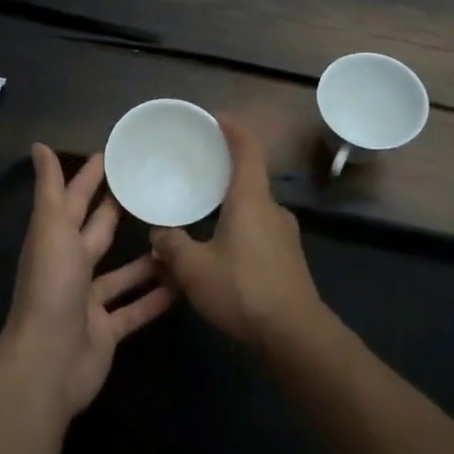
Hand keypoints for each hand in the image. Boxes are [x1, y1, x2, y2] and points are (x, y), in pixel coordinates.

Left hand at [0, 144, 175, 417]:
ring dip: (146, 258)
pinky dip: (155, 298)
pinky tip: (182, 284)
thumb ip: (50, 189)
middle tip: (152, 188)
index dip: (90, 177)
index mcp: (55, 240)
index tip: (114, 155)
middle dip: (118, 211)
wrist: (49, 360)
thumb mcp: (51, 228)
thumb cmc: (51, 287)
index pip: (75, 199)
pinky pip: (135, 309)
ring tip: (178, 235)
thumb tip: (38, 145)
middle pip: (98, 232)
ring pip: (122, 273)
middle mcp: (70, 266)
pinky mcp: (106, 330)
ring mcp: (88, 301)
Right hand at [149, 116, 328, 350]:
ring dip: (228, 208)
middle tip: (196, 171)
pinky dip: (237, 229)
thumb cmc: (243, 290)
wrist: (295, 335)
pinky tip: (218, 252)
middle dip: (223, 172)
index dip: (233, 129)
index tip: (216, 118)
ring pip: (252, 209)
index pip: (247, 150)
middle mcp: (272, 210)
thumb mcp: (194, 269)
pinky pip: (258, 231)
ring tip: (200, 216)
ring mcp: (285, 235)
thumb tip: (158, 234)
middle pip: (248, 179)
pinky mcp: (288, 259)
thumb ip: (171, 246)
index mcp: (251, 200)